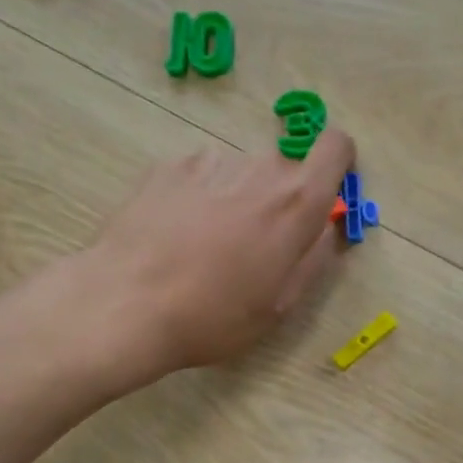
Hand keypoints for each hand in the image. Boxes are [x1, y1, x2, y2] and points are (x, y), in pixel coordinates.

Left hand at [88, 131, 356, 372]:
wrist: (126, 303)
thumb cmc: (214, 315)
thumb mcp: (281, 304)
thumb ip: (314, 257)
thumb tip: (325, 227)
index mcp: (296, 202)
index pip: (335, 147)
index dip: (336, 164)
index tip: (322, 195)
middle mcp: (259, 168)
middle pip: (284, 171)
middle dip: (277, 202)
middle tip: (252, 250)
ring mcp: (211, 162)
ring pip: (241, 174)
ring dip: (236, 200)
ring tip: (205, 248)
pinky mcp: (169, 166)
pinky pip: (202, 176)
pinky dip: (199, 198)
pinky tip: (175, 237)